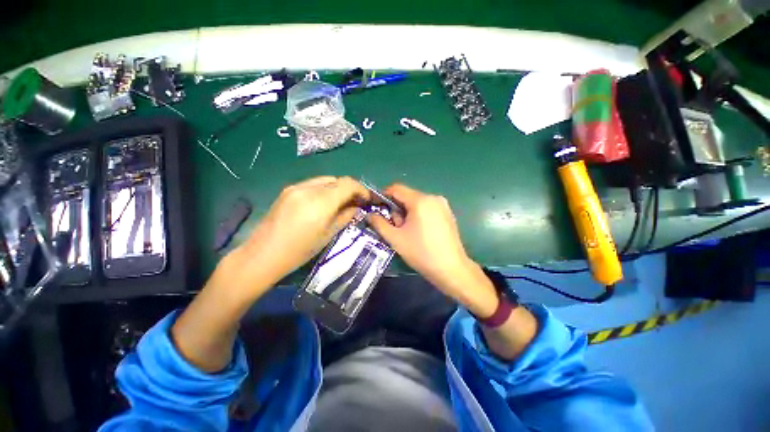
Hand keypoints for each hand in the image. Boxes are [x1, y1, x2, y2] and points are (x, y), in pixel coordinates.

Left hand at [222, 176, 368, 298]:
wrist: (263, 255)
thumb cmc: (300, 250)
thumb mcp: (328, 234)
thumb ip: (345, 216)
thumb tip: (356, 207)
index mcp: (320, 201)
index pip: (348, 183)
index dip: (361, 189)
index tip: (366, 199)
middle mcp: (308, 188)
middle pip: (336, 180)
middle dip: (349, 189)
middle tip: (353, 203)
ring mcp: (295, 187)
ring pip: (324, 180)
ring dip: (336, 189)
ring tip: (338, 203)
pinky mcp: (287, 190)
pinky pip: (312, 184)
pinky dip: (323, 190)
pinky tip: (321, 204)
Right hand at [367, 184, 498, 316]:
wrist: (451, 269)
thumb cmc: (421, 253)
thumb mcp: (395, 238)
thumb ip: (379, 223)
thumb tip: (370, 214)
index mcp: (420, 200)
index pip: (396, 189)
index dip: (383, 196)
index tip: (377, 208)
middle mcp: (433, 197)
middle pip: (407, 196)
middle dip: (397, 209)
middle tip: (396, 227)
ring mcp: (443, 205)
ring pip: (417, 202)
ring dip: (407, 213)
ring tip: (409, 232)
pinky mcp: (448, 213)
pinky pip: (427, 208)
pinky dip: (419, 215)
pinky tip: (421, 232)